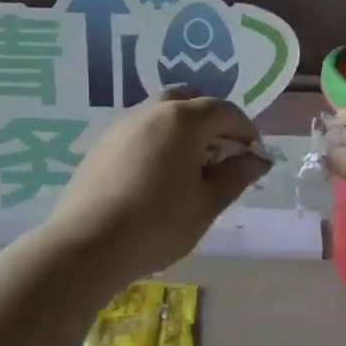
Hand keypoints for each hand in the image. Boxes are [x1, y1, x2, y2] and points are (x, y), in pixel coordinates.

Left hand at [38, 89, 270, 282]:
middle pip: (189, 101)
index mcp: (182, 119)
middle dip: (212, 122)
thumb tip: (257, 159)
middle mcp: (151, 111)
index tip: (254, 157)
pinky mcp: (102, 145)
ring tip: (191, 167)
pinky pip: (140, 131)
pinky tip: (159, 176)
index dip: (246, 131)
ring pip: (161, 113)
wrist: (88, 244)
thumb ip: (236, 176)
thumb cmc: (158, 224)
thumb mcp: (207, 204)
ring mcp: (121, 125)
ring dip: (184, 130)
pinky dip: (159, 141)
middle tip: (222, 154)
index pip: (224, 111)